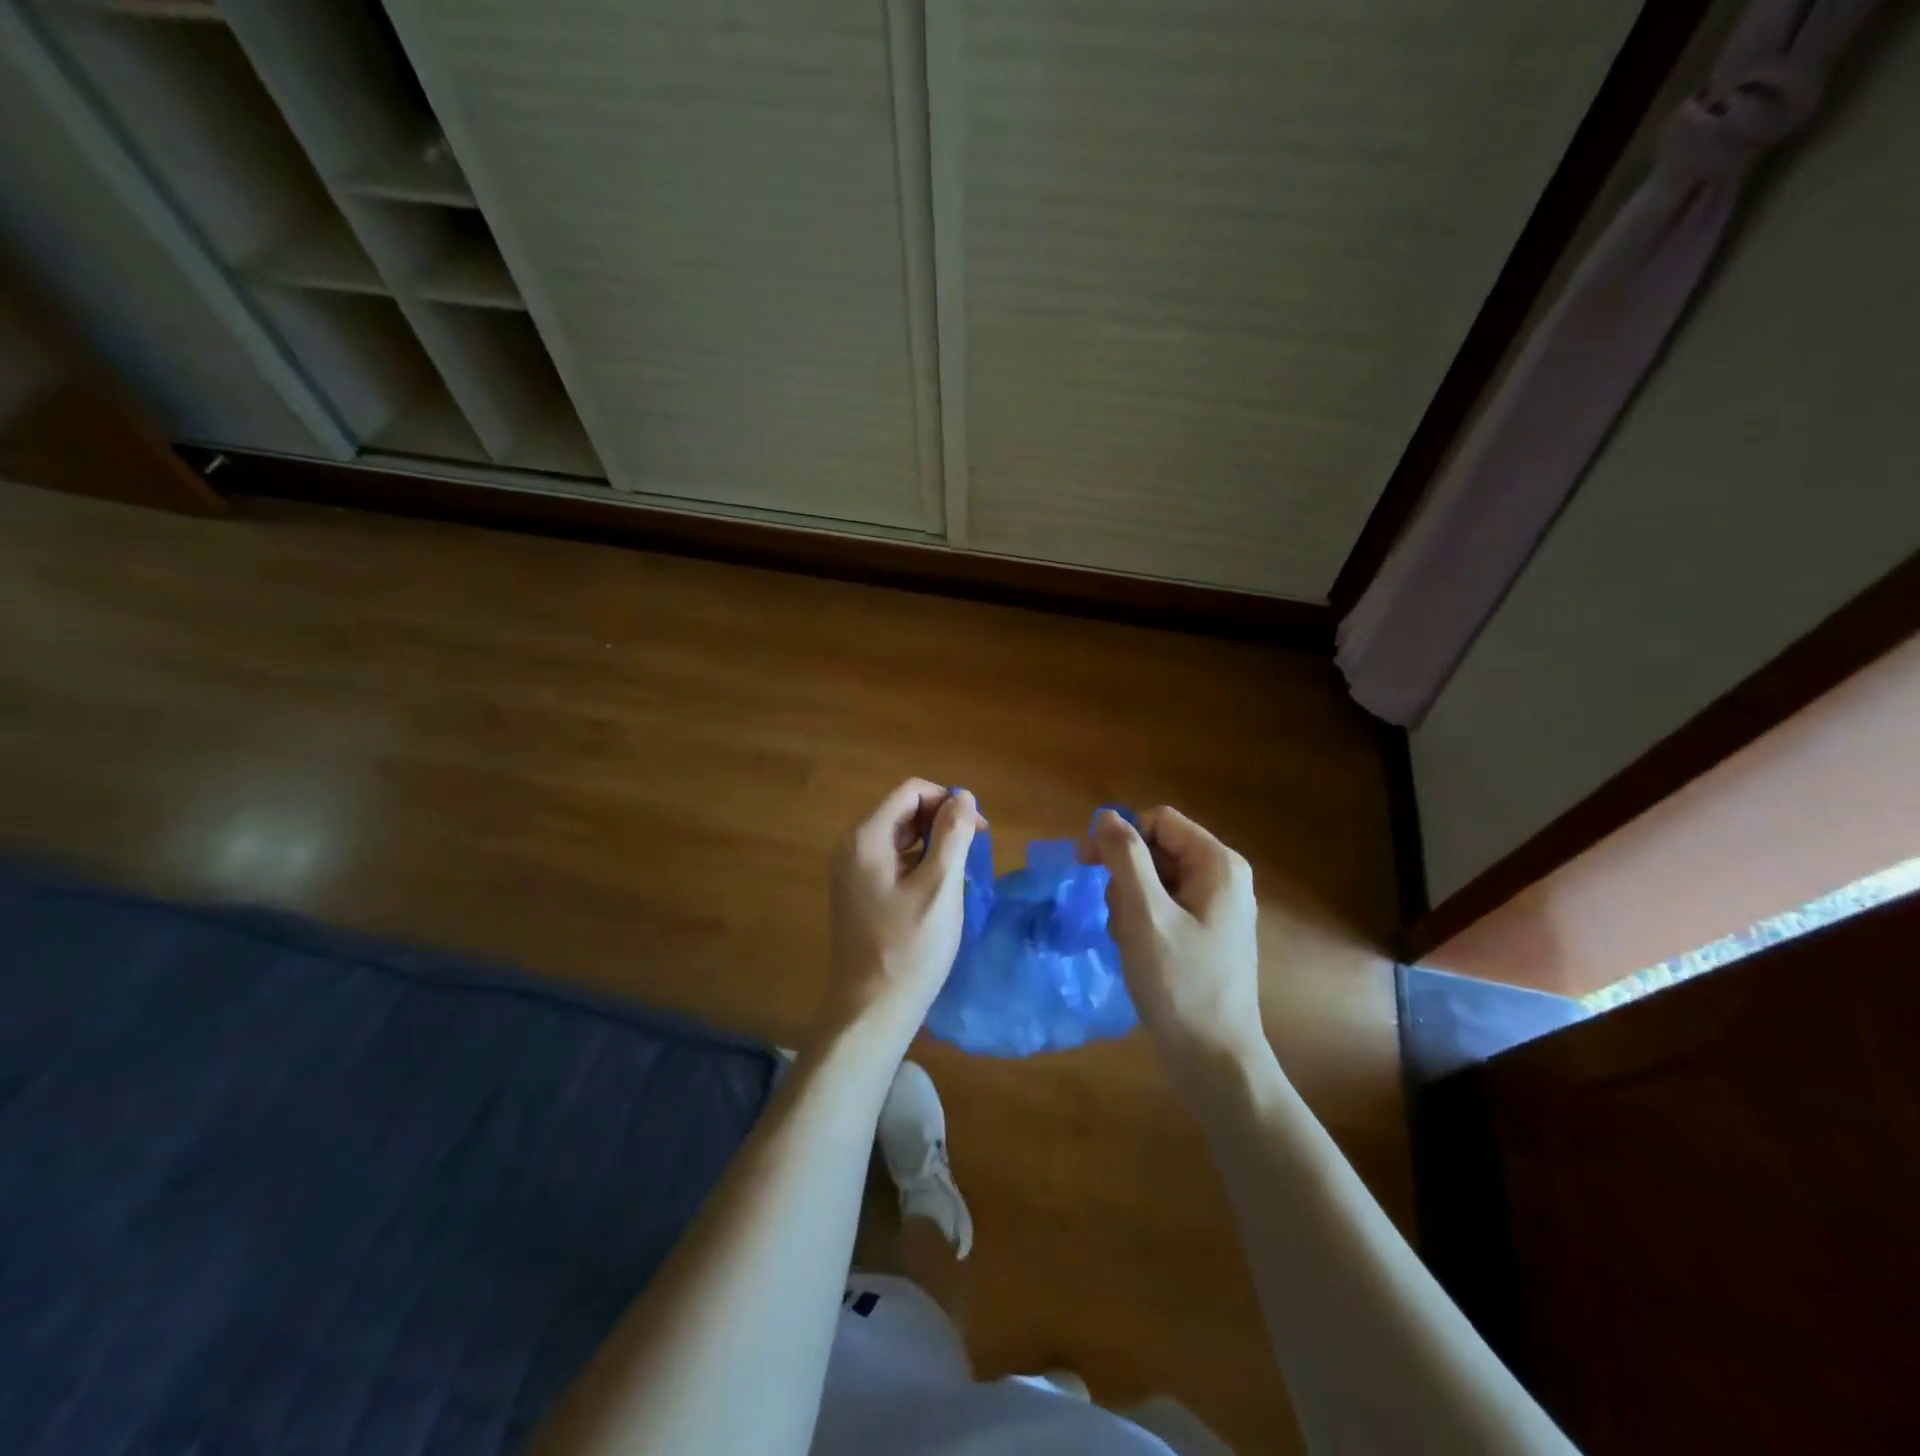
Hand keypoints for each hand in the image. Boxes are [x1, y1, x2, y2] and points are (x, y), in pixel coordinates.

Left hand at [820, 780, 983, 1058]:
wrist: (870, 1011)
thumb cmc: (909, 948)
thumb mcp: (940, 887)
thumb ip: (952, 835)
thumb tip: (963, 796)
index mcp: (865, 838)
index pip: (910, 791)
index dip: (948, 800)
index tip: (978, 830)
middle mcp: (851, 847)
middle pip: (902, 811)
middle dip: (941, 820)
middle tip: (975, 849)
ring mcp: (850, 872)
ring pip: (898, 836)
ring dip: (932, 842)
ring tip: (961, 869)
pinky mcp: (857, 893)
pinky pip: (891, 861)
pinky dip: (918, 862)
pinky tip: (938, 889)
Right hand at [1084, 806, 1265, 1080]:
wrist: (1213, 1059)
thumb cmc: (1179, 983)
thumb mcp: (1144, 914)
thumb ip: (1125, 858)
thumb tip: (1106, 815)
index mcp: (1217, 864)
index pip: (1157, 821)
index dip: (1119, 836)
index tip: (1086, 864)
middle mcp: (1222, 877)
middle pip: (1156, 849)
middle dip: (1125, 877)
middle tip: (1116, 917)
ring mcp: (1216, 907)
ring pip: (1154, 879)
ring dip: (1129, 903)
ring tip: (1130, 941)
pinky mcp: (1205, 932)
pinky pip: (1162, 906)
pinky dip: (1141, 921)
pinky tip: (1138, 951)